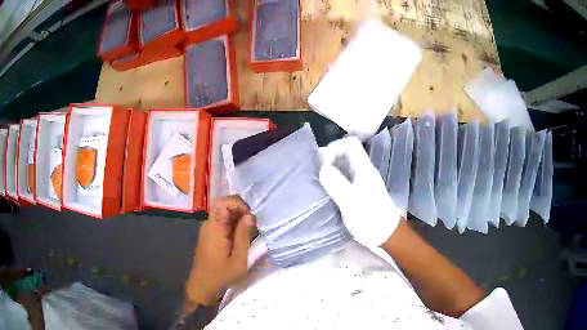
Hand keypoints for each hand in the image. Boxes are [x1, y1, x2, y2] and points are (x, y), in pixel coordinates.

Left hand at [184, 196, 255, 306]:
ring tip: (250, 231)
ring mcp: (207, 228)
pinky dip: (233, 223)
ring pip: (223, 212)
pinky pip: (221, 221)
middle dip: (241, 210)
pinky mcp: (209, 234)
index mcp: (215, 228)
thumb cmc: (221, 275)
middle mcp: (209, 224)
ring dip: (238, 217)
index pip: (224, 202)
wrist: (202, 285)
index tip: (251, 217)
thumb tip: (250, 215)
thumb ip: (243, 236)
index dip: (239, 204)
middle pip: (224, 204)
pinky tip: (241, 236)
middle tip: (253, 225)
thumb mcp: (239, 260)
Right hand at [319, 136, 400, 246]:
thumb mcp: (351, 201)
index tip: (321, 162)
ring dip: (329, 171)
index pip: (350, 144)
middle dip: (328, 159)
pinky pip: (342, 180)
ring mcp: (360, 183)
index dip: (334, 147)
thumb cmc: (370, 218)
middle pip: (345, 154)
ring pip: (343, 167)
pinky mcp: (357, 194)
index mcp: (364, 168)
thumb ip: (336, 183)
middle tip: (314, 172)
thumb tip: (321, 167)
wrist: (386, 236)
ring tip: (315, 181)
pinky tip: (324, 192)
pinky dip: (332, 182)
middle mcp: (362, 172)